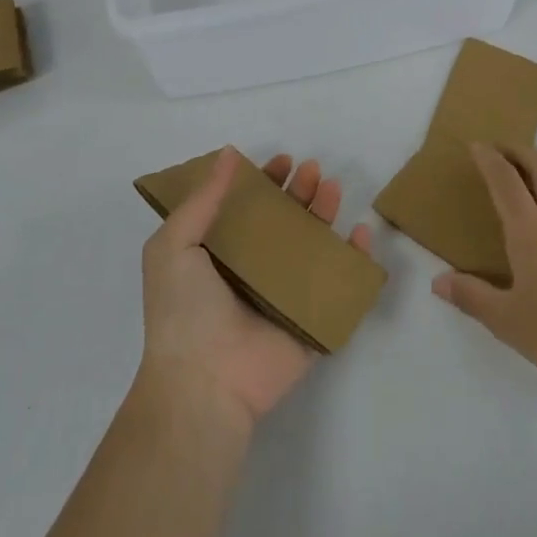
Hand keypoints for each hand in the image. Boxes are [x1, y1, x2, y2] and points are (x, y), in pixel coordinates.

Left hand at [138, 147, 371, 428]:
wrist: (205, 382)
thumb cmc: (184, 310)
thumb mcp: (174, 245)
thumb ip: (202, 200)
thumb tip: (228, 154)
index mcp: (220, 255)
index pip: (248, 209)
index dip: (265, 183)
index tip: (281, 162)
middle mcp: (254, 271)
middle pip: (285, 222)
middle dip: (300, 193)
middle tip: (313, 170)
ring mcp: (285, 296)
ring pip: (314, 247)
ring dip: (325, 215)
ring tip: (333, 188)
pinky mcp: (312, 320)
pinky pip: (339, 285)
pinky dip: (355, 260)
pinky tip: (361, 234)